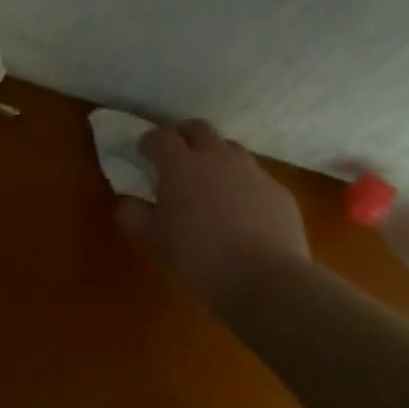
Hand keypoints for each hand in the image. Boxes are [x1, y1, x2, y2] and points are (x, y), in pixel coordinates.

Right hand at [116, 119, 310, 312]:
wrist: (266, 280)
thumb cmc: (199, 257)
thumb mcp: (153, 241)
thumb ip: (133, 215)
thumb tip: (130, 202)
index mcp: (180, 166)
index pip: (160, 136)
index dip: (149, 141)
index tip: (144, 153)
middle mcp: (217, 159)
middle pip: (199, 128)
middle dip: (184, 136)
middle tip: (176, 157)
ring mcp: (252, 172)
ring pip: (230, 148)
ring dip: (215, 156)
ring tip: (210, 182)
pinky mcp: (278, 191)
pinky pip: (255, 176)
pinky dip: (242, 184)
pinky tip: (241, 211)